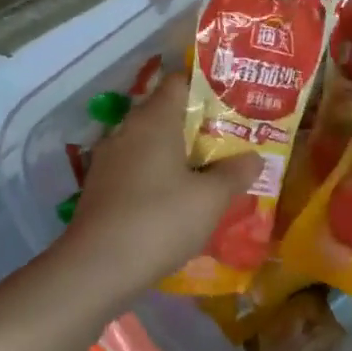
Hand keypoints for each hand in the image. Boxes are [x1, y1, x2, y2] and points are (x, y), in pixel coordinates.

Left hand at [57, 72, 262, 305]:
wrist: (97, 267)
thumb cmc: (160, 220)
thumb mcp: (211, 198)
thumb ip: (235, 173)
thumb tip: (254, 157)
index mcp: (154, 120)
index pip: (179, 82)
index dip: (206, 87)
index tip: (233, 103)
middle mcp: (127, 130)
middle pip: (164, 113)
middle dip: (197, 124)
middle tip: (230, 139)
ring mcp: (109, 160)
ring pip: (149, 143)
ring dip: (176, 153)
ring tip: (208, 170)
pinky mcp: (100, 188)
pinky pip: (136, 169)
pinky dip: (157, 175)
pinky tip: (176, 198)